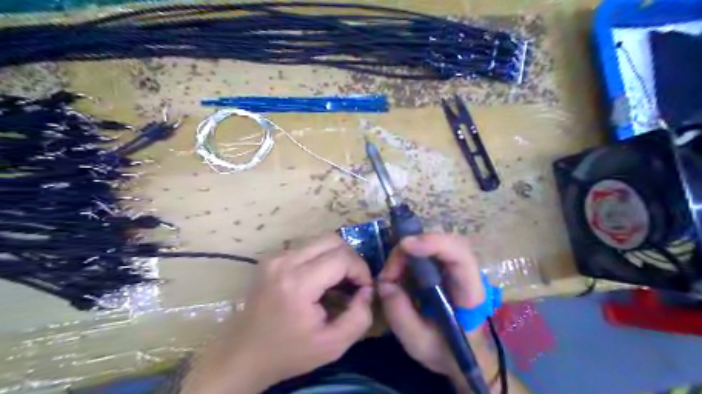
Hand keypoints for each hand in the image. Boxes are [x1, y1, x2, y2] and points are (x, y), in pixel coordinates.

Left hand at [184, 235, 374, 392]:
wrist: (243, 355)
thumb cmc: (288, 353)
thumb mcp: (332, 346)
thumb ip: (359, 317)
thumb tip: (367, 290)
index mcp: (297, 283)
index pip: (342, 258)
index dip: (361, 270)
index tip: (364, 289)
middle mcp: (284, 261)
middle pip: (332, 239)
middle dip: (351, 258)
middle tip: (354, 281)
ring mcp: (275, 256)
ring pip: (319, 239)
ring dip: (336, 256)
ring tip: (339, 280)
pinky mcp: (271, 258)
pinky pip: (306, 246)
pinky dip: (321, 257)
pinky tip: (320, 278)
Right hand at [378, 234, 488, 380]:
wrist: (463, 355)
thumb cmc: (447, 352)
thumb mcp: (419, 343)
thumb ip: (400, 316)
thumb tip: (384, 284)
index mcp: (470, 293)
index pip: (460, 255)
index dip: (434, 243)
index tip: (405, 246)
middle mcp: (467, 273)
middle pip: (444, 242)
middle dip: (411, 249)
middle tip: (389, 273)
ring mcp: (456, 267)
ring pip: (434, 243)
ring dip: (407, 254)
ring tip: (390, 277)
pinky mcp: (444, 268)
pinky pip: (426, 251)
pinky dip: (407, 258)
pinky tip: (396, 274)